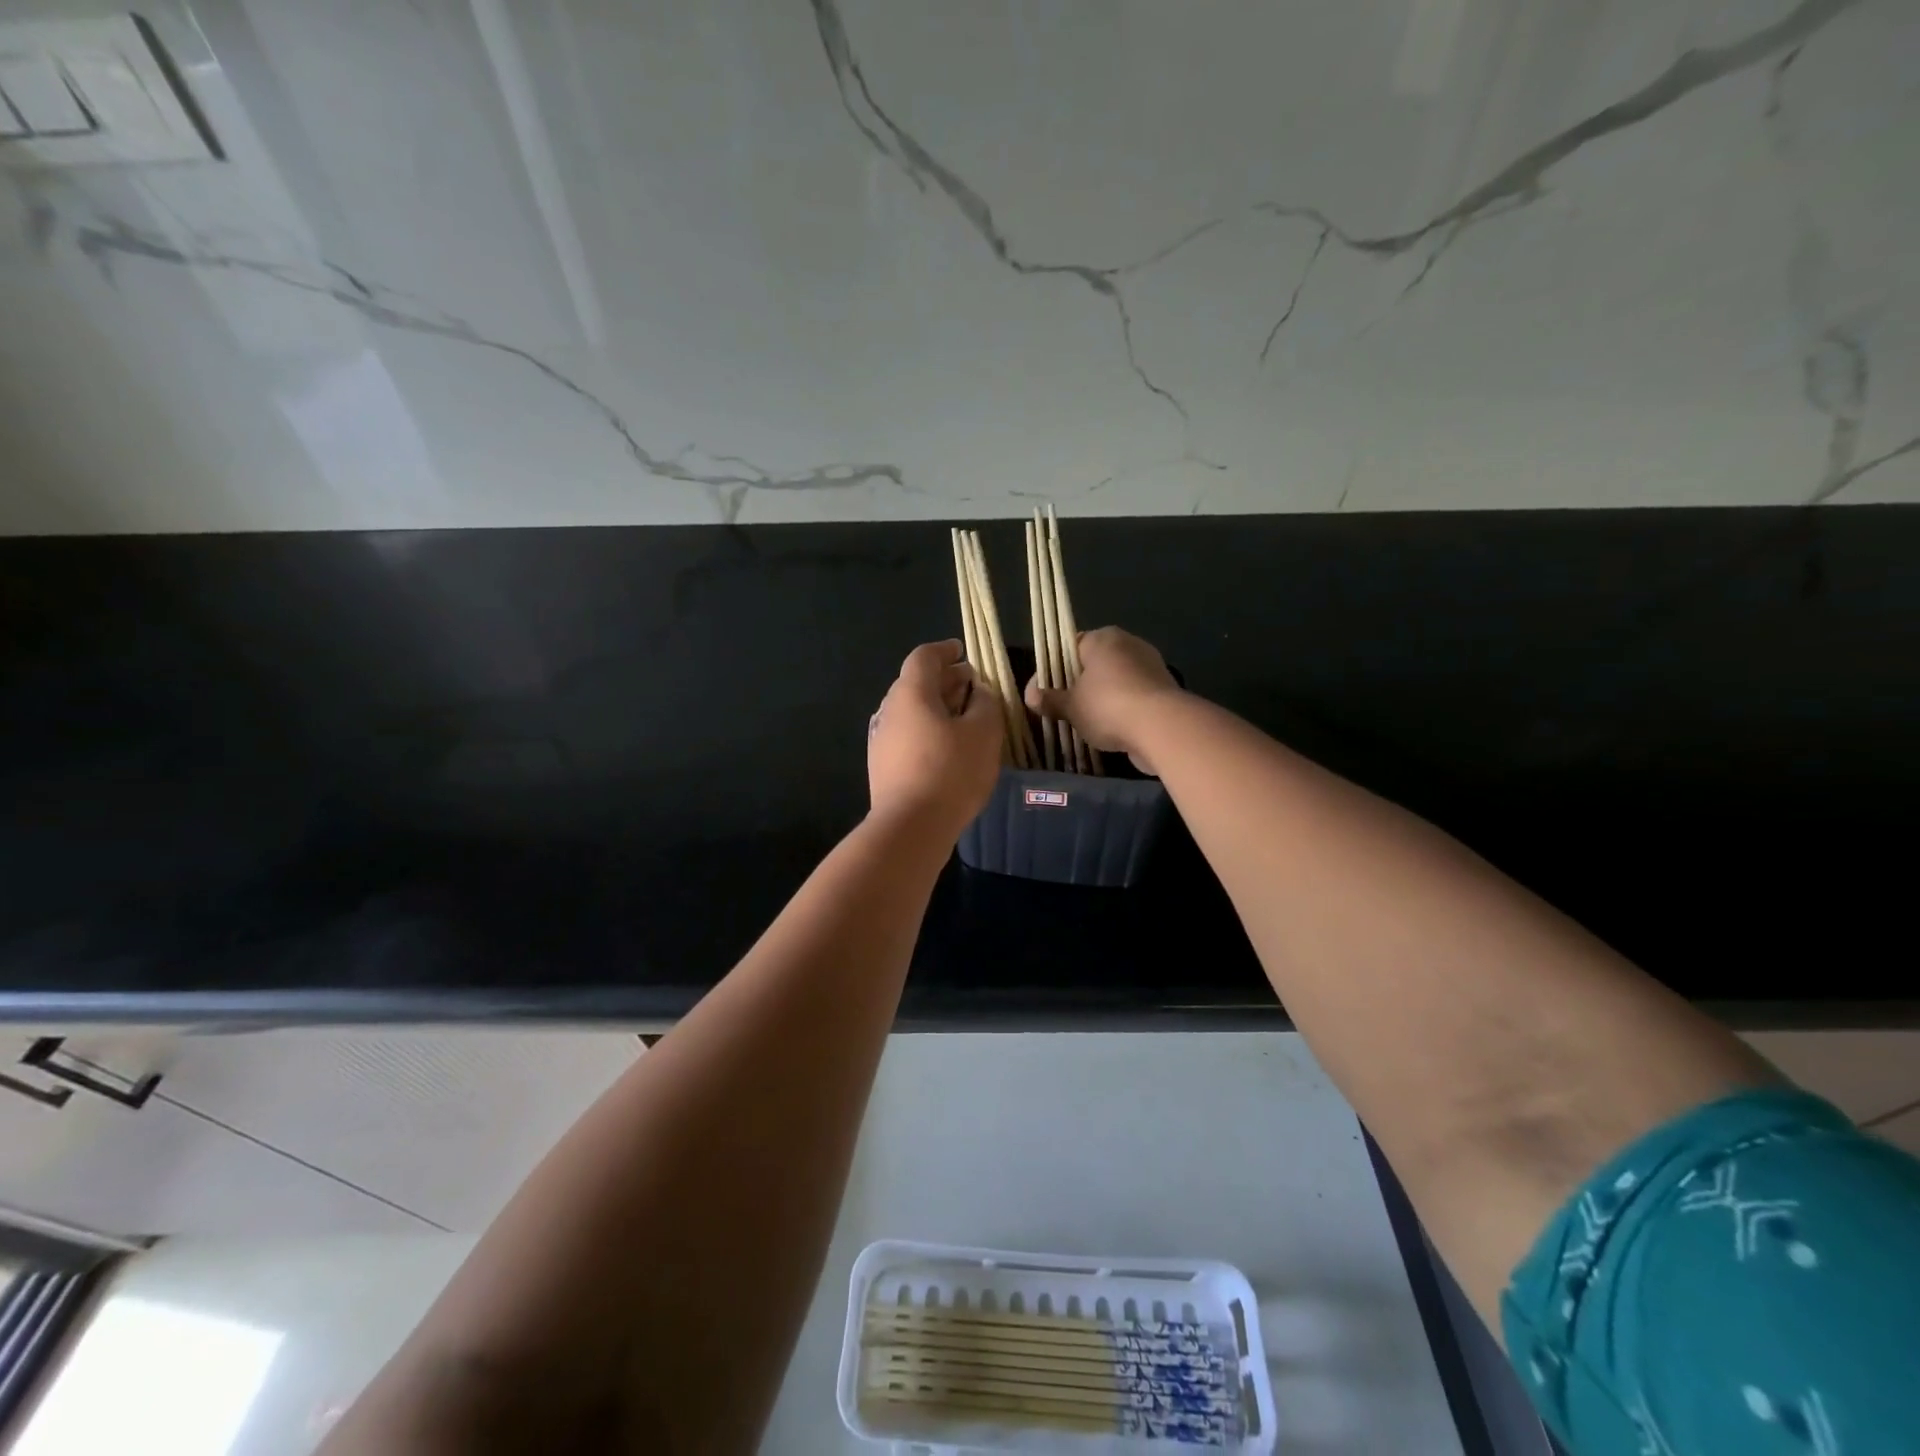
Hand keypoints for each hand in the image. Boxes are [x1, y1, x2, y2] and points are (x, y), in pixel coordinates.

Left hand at [868, 640, 1002, 838]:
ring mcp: (881, 739)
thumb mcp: (983, 733)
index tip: (963, 651)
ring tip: (965, 718)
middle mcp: (889, 710)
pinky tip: (948, 748)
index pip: (924, 657)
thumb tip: (978, 691)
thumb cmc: (950, 772)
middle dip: (945, 680)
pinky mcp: (882, 766)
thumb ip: (985, 703)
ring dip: (937, 707)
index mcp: (910, 693)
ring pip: (912, 711)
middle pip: (916, 683)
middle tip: (972, 685)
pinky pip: (908, 735)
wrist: (909, 827)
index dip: (945, 650)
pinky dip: (928, 730)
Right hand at [1025, 626, 1182, 774]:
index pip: (1070, 646)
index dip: (1053, 668)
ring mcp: (1150, 665)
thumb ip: (1050, 700)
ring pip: (1115, 680)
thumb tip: (1030, 696)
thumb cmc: (1108, 706)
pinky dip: (1122, 708)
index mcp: (1102, 638)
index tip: (1045, 691)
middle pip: (1094, 663)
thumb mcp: (1071, 706)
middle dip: (1078, 684)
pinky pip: (1133, 695)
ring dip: (1101, 698)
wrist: (1162, 727)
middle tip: (1062, 708)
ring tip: (1085, 722)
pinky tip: (1111, 728)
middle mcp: (1128, 643)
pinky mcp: (1164, 688)